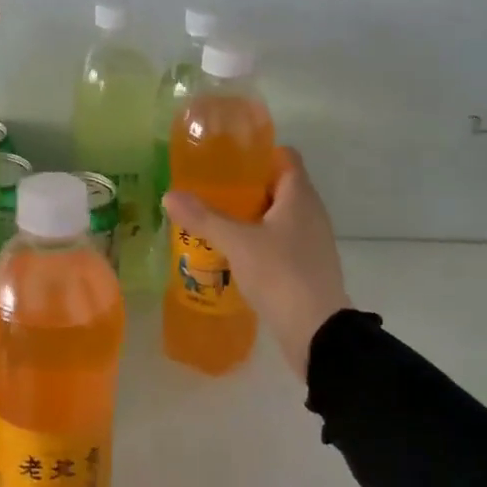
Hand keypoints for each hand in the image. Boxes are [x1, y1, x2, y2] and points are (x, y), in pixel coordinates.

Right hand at [163, 148, 350, 376]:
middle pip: (278, 186)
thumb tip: (169, 195)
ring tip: (215, 220)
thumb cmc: (280, 274)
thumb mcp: (237, 243)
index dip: (258, 153)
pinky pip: (280, 241)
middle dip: (245, 186)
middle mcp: (310, 213)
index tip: (227, 159)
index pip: (285, 157)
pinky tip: (232, 252)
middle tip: (210, 189)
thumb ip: (204, 218)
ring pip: (278, 216)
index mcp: (300, 197)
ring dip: (250, 215)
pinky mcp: (306, 266)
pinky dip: (258, 240)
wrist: (317, 332)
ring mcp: (311, 241)